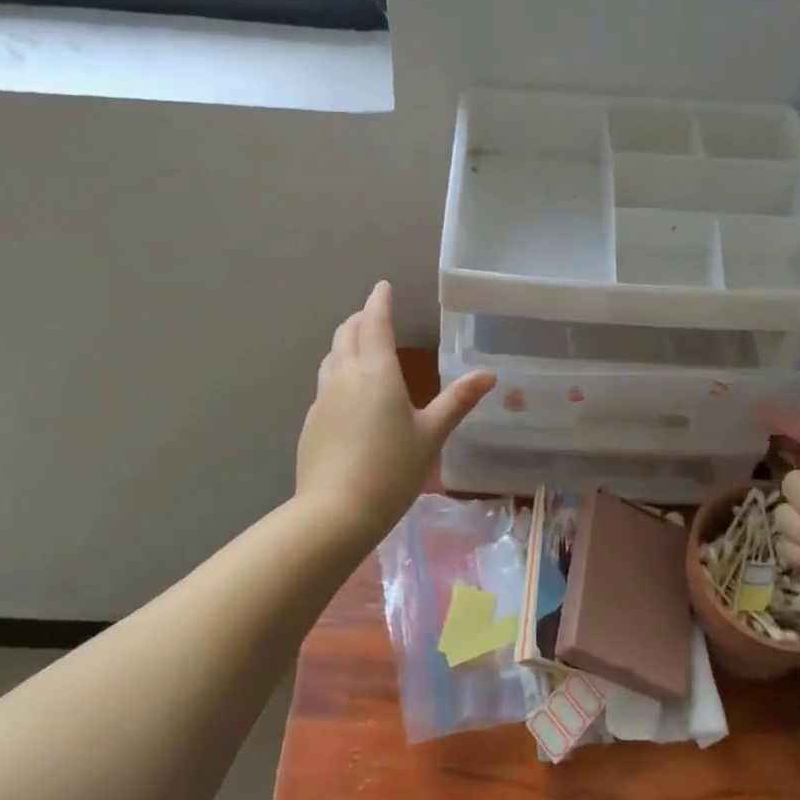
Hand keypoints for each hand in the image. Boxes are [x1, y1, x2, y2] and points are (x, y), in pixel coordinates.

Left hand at [297, 281, 495, 539]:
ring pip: (331, 356)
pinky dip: (338, 372)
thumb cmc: (392, 470)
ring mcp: (322, 398)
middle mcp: (345, 376)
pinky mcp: (311, 421)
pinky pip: (325, 383)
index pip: (375, 322)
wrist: (335, 513)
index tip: (383, 286)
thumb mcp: (432, 435)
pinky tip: (348, 393)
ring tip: (359, 345)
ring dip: (345, 342)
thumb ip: (458, 401)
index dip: (380, 302)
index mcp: (377, 371)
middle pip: (347, 334)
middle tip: (374, 314)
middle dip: (361, 319)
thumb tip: (489, 375)